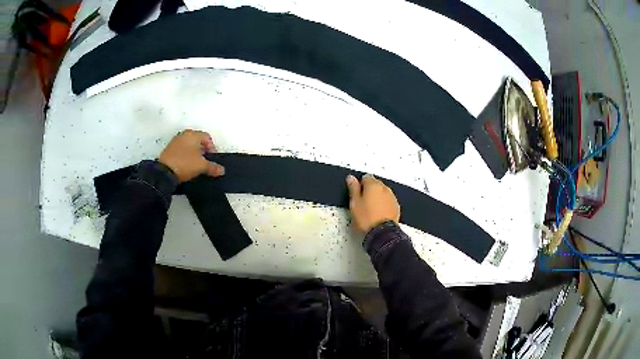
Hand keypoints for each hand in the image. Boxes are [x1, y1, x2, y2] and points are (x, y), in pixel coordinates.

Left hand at [159, 129, 224, 182]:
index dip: (212, 149)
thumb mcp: (202, 166)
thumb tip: (221, 170)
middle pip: (198, 141)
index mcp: (193, 134)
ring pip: (189, 146)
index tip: (212, 160)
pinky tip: (186, 167)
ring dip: (194, 154)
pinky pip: (181, 151)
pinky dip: (185, 157)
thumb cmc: (185, 163)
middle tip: (205, 163)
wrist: (164, 172)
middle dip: (203, 151)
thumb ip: (213, 167)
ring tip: (195, 166)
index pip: (207, 138)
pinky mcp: (169, 150)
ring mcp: (175, 142)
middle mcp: (184, 135)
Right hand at [346, 174, 399, 233]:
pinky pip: (388, 202)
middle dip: (369, 191)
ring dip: (377, 198)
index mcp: (373, 185)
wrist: (382, 233)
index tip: (356, 194)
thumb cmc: (367, 219)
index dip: (359, 185)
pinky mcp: (396, 207)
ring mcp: (391, 197)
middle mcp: (384, 188)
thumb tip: (351, 178)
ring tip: (370, 211)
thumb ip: (353, 188)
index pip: (365, 177)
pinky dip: (383, 205)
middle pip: (375, 184)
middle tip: (362, 204)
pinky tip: (378, 214)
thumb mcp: (354, 203)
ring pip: (382, 193)